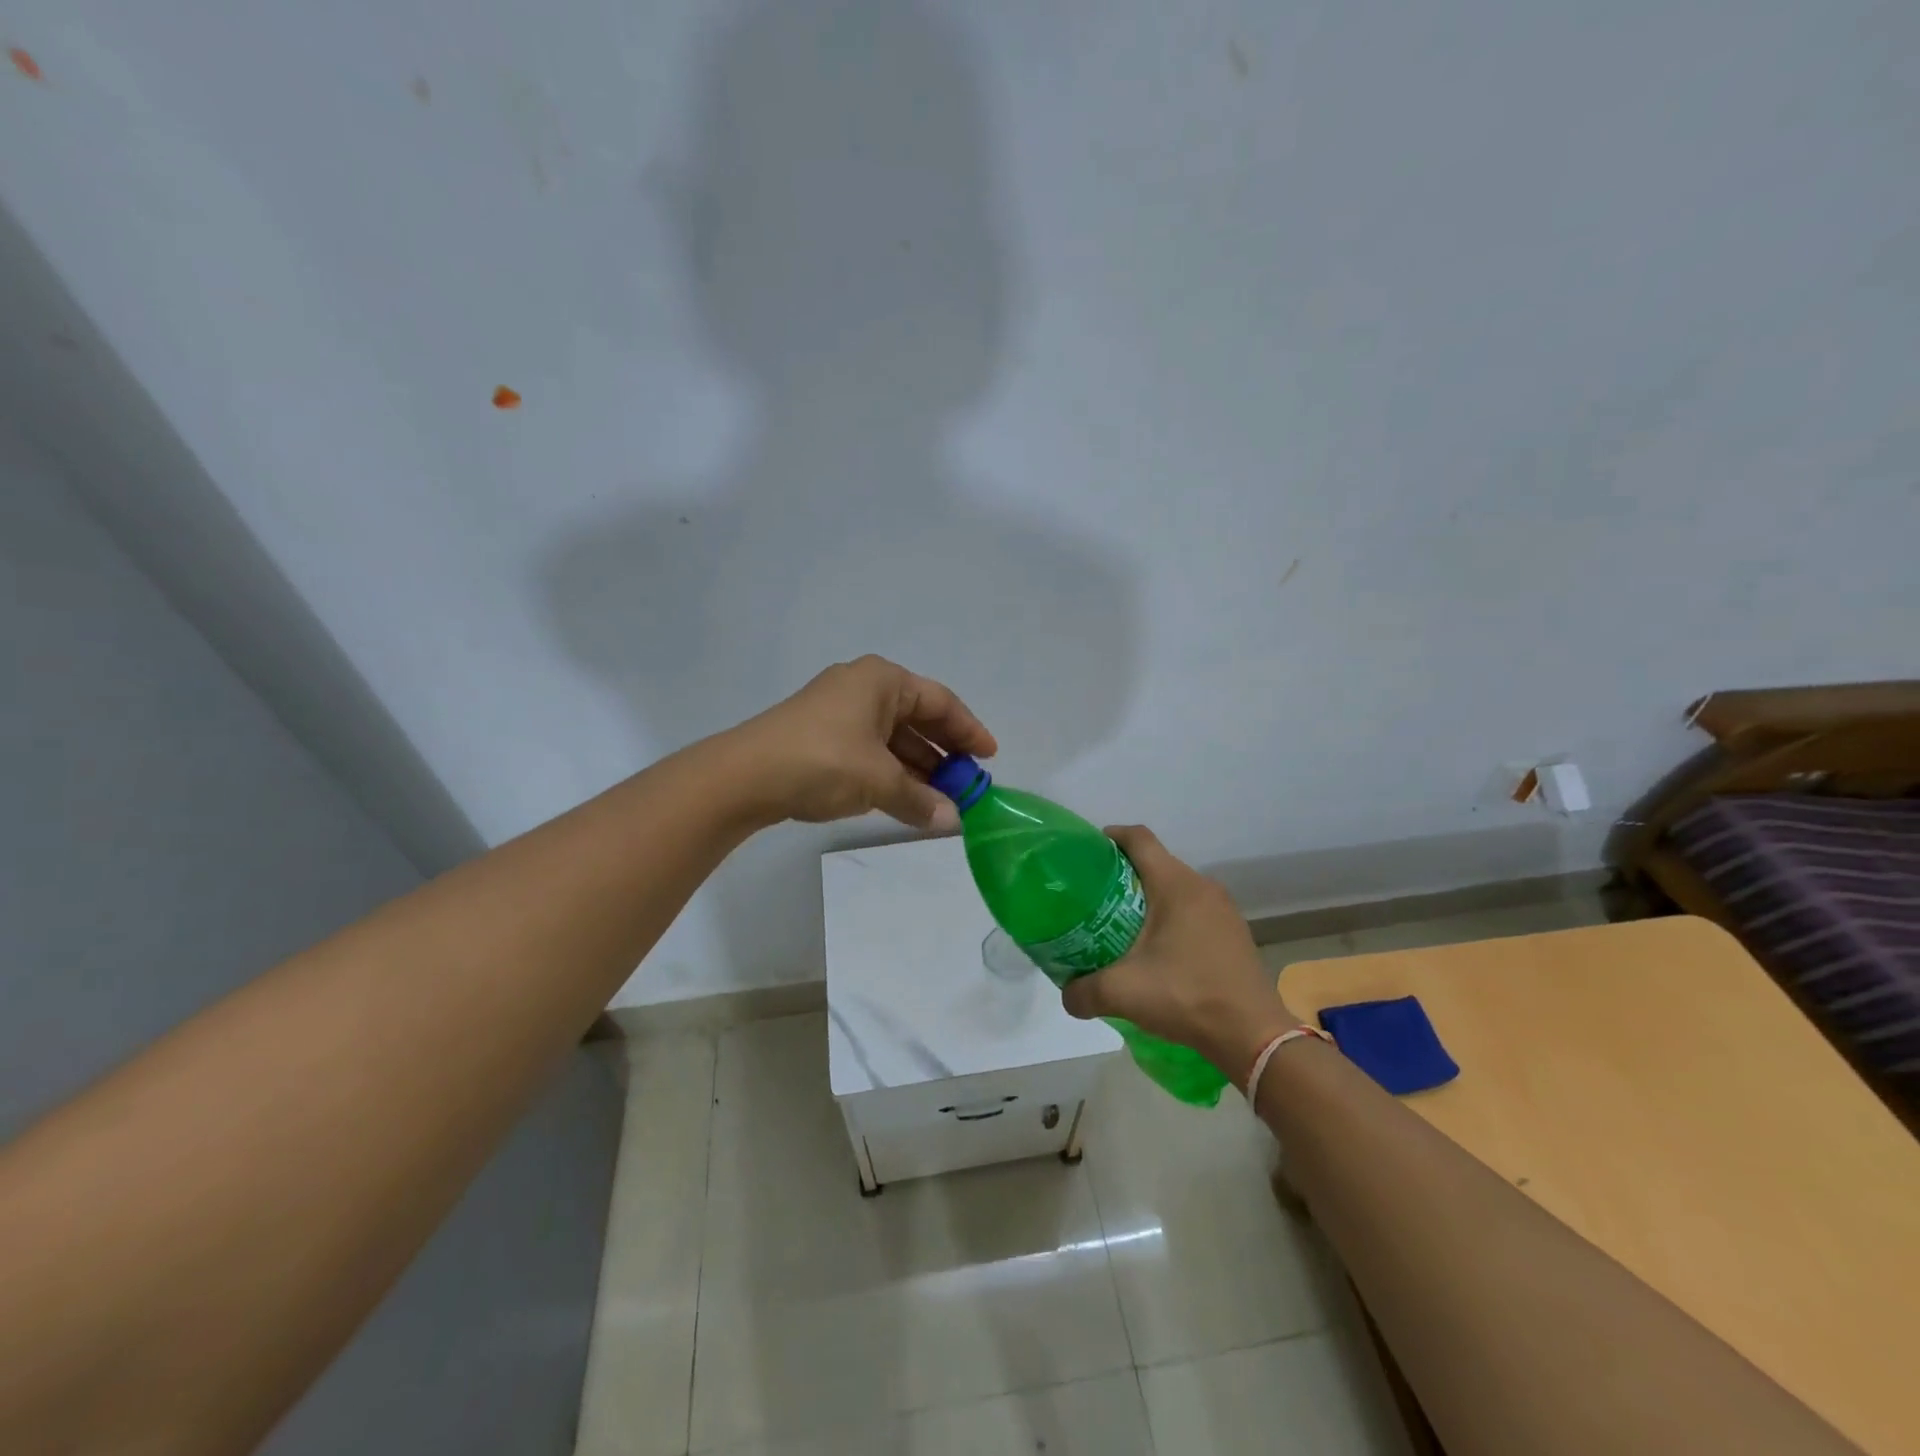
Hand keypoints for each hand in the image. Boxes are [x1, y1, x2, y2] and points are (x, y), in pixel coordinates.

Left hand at [727, 656, 998, 829]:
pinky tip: (906, 799)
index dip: (969, 730)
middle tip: (967, 784)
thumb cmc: (823, 761)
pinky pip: (871, 750)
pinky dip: (892, 773)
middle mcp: (863, 688)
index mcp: (882, 680)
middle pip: (917, 718)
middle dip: (944, 753)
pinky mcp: (822, 736)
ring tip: (941, 800)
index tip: (989, 758)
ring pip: (893, 738)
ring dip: (918, 768)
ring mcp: (839, 711)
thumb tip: (953, 821)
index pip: (940, 702)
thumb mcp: (880, 781)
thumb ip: (921, 800)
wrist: (744, 776)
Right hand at [1061, 825, 1303, 1086]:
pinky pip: (1193, 909)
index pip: (1139, 838)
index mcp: (1176, 885)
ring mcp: (1223, 910)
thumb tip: (1066, 995)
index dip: (1111, 837)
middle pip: (1156, 862)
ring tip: (1120, 923)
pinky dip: (1170, 917)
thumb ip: (1083, 991)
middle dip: (1124, 873)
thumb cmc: (1186, 996)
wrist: (1253, 1035)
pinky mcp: (1233, 933)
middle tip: (1094, 896)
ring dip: (1148, 897)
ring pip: (1176, 887)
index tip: (1087, 852)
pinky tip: (1156, 949)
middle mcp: (1202, 887)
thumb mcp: (1122, 993)